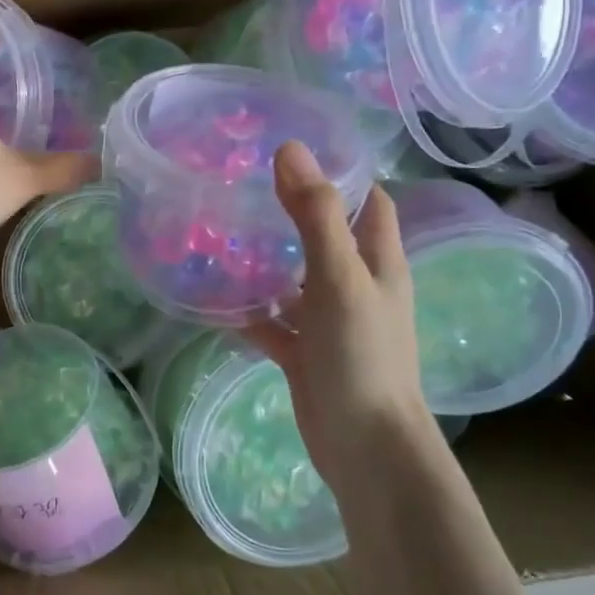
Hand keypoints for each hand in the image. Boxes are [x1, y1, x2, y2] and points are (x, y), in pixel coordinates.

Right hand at [243, 143, 441, 490]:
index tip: (295, 150)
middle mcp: (357, 286)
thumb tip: (290, 149)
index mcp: (378, 261)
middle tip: (243, 187)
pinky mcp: (306, 352)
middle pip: (327, 236)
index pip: (368, 201)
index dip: (342, 173)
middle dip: (292, 211)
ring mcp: (330, 321)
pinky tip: (215, 300)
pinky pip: (274, 323)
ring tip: (220, 234)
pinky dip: (251, 311)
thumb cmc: (361, 354)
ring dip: (267, 261)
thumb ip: (316, 216)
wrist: (364, 445)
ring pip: (296, 279)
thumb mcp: (339, 277)